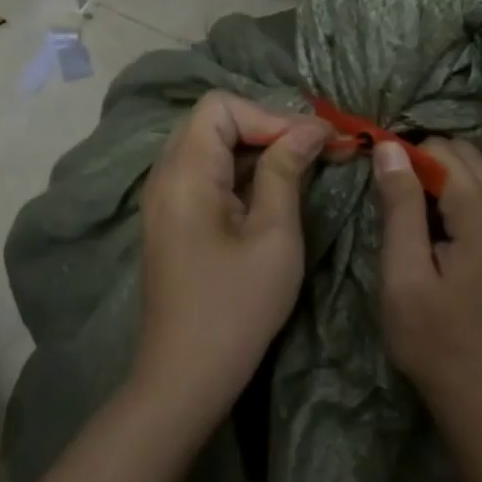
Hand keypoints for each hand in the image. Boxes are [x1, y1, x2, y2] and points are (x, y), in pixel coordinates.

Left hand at [132, 92, 331, 424]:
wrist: (187, 375)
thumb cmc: (237, 306)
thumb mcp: (274, 234)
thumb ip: (286, 171)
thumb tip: (309, 129)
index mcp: (184, 173)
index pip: (221, 106)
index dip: (271, 115)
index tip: (315, 143)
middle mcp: (165, 177)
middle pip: (214, 122)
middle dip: (268, 127)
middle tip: (317, 151)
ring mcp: (165, 202)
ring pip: (211, 149)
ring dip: (258, 151)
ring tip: (304, 168)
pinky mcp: (174, 223)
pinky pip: (207, 178)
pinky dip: (242, 174)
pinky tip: (274, 193)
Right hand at [373, 138, 481, 408]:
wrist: (478, 391)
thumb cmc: (431, 338)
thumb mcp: (402, 274)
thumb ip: (401, 207)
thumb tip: (391, 147)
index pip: (443, 154)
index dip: (407, 160)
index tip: (384, 187)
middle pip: (473, 156)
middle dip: (434, 163)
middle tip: (403, 202)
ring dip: (471, 174)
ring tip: (441, 207)